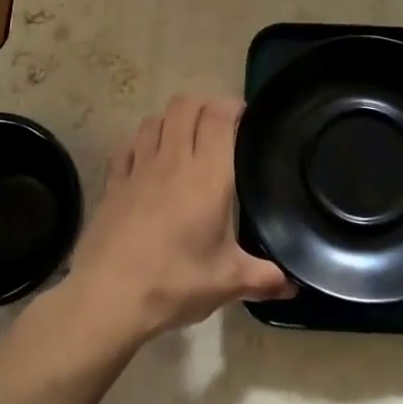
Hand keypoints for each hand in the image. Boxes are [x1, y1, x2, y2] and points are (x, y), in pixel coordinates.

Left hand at [64, 94, 292, 344]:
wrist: (108, 298)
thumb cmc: (175, 283)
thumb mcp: (228, 283)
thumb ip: (264, 278)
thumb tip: (294, 287)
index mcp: (207, 175)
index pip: (218, 116)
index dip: (232, 107)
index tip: (245, 118)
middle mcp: (172, 160)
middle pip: (185, 105)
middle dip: (203, 105)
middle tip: (218, 126)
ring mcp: (138, 168)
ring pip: (153, 120)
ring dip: (170, 121)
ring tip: (183, 140)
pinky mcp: (112, 183)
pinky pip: (126, 146)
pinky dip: (140, 144)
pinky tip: (146, 161)